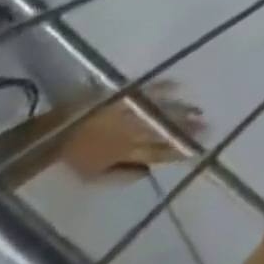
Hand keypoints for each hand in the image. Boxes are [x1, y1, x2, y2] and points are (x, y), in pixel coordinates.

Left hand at [59, 81, 204, 180]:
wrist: (56, 132)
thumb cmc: (75, 158)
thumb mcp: (92, 177)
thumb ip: (121, 174)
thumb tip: (148, 172)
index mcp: (125, 153)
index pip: (158, 152)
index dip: (178, 149)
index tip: (197, 147)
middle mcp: (131, 131)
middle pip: (164, 130)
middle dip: (186, 129)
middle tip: (207, 126)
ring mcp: (130, 111)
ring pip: (161, 112)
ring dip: (181, 110)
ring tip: (199, 110)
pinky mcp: (126, 94)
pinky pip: (150, 90)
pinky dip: (165, 88)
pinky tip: (178, 86)